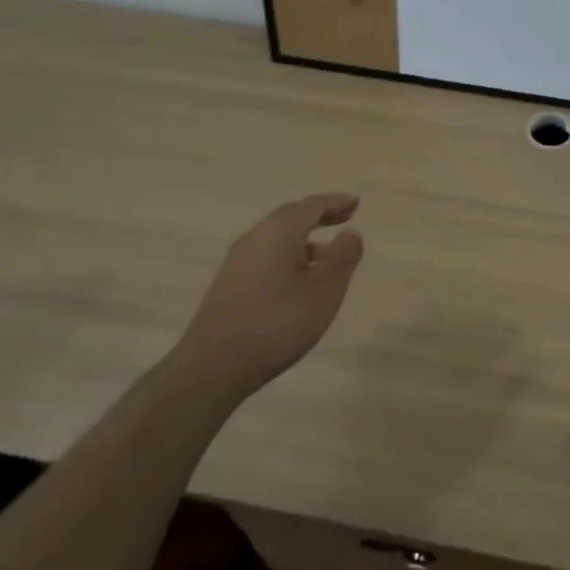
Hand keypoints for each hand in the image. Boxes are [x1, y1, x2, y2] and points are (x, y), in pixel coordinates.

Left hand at [172, 193, 363, 404]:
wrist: (213, 367)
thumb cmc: (277, 323)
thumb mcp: (324, 291)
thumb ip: (342, 258)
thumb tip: (351, 232)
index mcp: (279, 232)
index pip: (311, 206)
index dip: (336, 202)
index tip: (356, 203)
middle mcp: (255, 238)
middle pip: (291, 216)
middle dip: (319, 215)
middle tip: (344, 218)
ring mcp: (237, 262)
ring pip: (276, 238)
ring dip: (304, 239)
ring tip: (327, 255)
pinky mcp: (229, 285)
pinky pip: (266, 256)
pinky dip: (288, 256)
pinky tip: (297, 281)